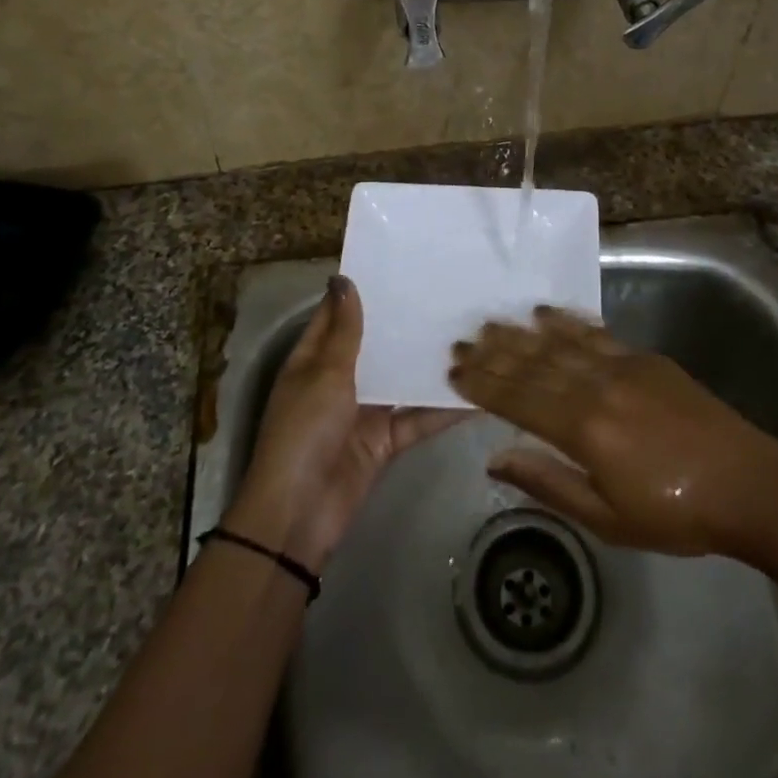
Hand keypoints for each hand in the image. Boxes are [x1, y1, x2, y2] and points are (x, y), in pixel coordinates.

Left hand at [226, 275, 465, 571]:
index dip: (362, 290)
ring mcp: (364, 411)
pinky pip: (418, 417)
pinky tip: (478, 392)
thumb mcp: (324, 374)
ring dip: (427, 363)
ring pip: (401, 379)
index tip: (397, 263)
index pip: (338, 315)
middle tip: (446, 291)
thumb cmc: (304, 432)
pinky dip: (444, 409)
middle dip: (404, 323)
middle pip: (375, 345)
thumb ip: (345, 331)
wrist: (299, 515)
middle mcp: (340, 380)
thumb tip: (344, 279)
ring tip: (469, 332)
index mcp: (314, 359)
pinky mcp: (386, 440)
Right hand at [448, 305, 777, 557]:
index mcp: (584, 430)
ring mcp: (623, 366)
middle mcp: (597, 387)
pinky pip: (595, 333)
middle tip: (462, 340)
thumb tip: (496, 459)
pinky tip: (544, 312)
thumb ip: (548, 483)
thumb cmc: (675, 515)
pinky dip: (566, 321)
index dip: (484, 384)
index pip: (519, 399)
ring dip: (521, 332)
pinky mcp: (645, 357)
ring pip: (560, 343)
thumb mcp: (607, 519)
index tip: (454, 370)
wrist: (748, 485)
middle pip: (534, 364)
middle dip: (494, 352)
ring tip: (491, 321)